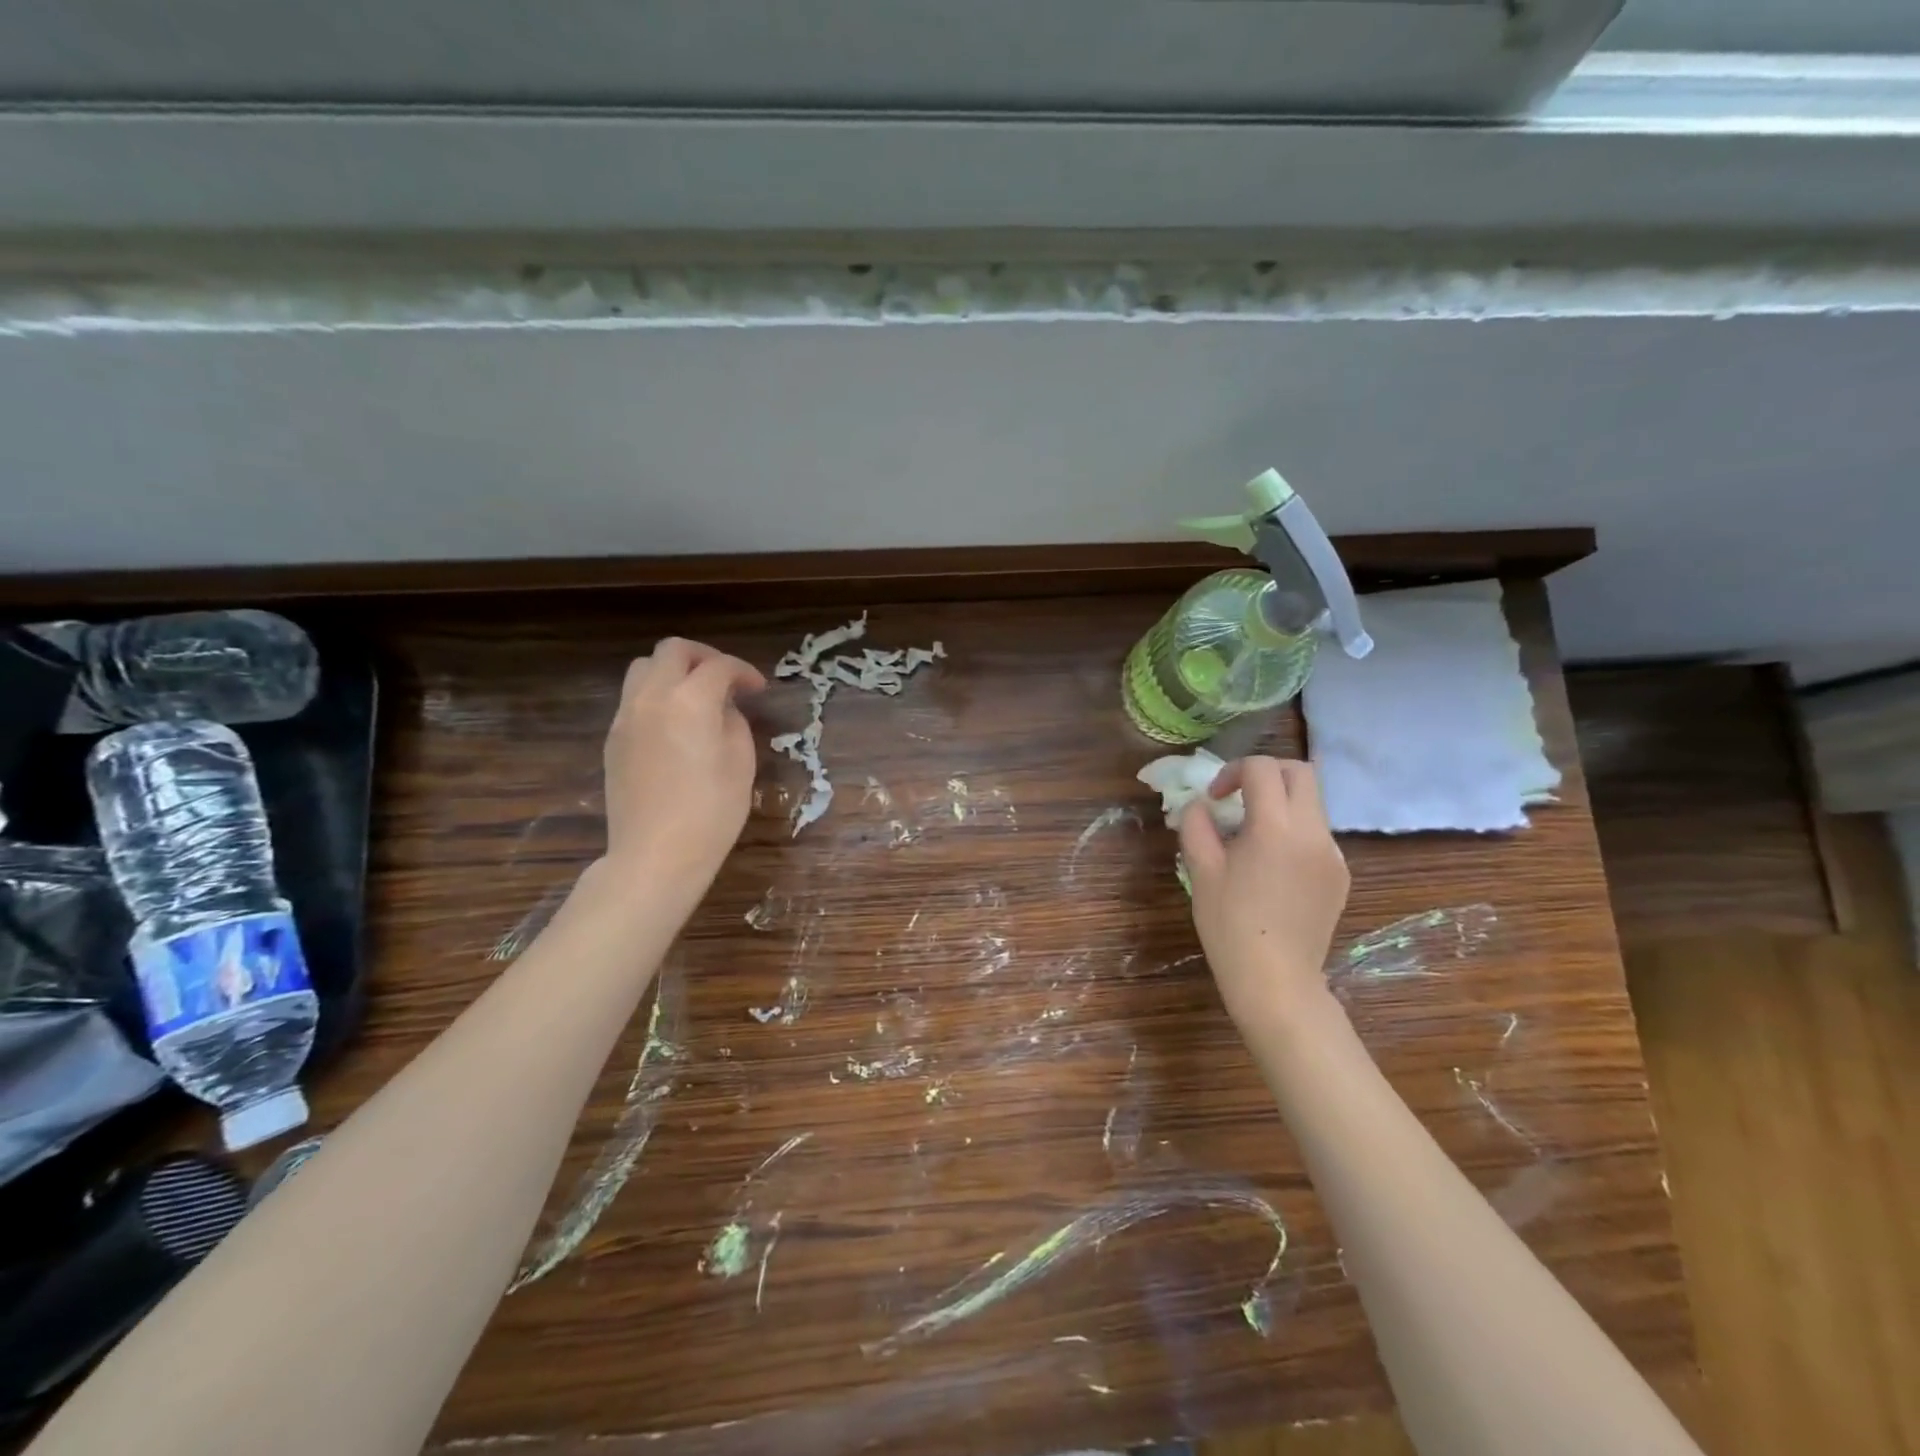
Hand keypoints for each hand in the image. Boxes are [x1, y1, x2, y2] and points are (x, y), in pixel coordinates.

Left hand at [601, 638, 765, 890]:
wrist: (656, 854)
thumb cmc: (712, 811)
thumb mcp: (741, 762)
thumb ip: (734, 721)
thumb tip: (723, 707)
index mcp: (690, 701)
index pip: (719, 666)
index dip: (743, 671)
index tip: (758, 689)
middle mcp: (652, 697)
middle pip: (673, 651)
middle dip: (704, 657)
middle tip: (726, 681)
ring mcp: (626, 716)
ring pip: (644, 668)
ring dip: (673, 671)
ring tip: (696, 697)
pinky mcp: (613, 738)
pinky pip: (633, 698)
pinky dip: (657, 695)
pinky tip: (675, 724)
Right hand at [1179, 757, 1349, 1032]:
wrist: (1276, 980)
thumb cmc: (1229, 924)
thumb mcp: (1201, 870)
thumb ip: (1196, 825)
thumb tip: (1200, 805)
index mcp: (1275, 826)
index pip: (1262, 768)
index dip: (1233, 771)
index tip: (1215, 798)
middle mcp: (1313, 831)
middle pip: (1301, 772)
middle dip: (1267, 773)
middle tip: (1240, 797)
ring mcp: (1333, 853)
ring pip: (1313, 803)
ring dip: (1282, 802)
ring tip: (1252, 835)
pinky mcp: (1340, 874)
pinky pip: (1318, 835)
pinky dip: (1295, 831)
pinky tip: (1273, 866)